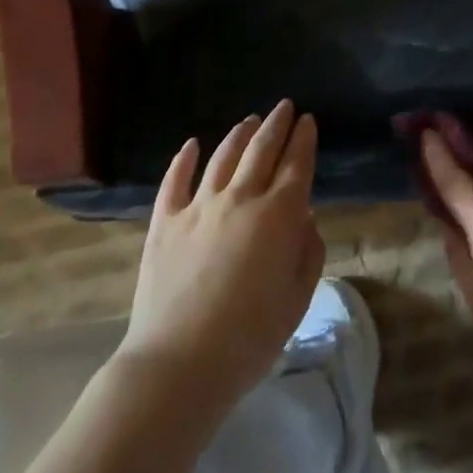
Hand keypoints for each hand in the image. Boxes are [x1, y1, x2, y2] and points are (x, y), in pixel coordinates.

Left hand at [120, 101, 324, 409]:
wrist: (178, 365)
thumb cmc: (250, 338)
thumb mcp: (298, 298)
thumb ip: (307, 251)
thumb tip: (303, 217)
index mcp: (279, 215)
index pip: (297, 163)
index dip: (304, 139)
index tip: (308, 120)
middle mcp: (240, 198)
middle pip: (262, 149)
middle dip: (276, 124)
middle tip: (284, 107)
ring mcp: (198, 207)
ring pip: (223, 157)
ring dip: (239, 134)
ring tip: (249, 121)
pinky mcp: (164, 222)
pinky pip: (174, 180)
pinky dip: (183, 159)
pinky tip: (191, 145)